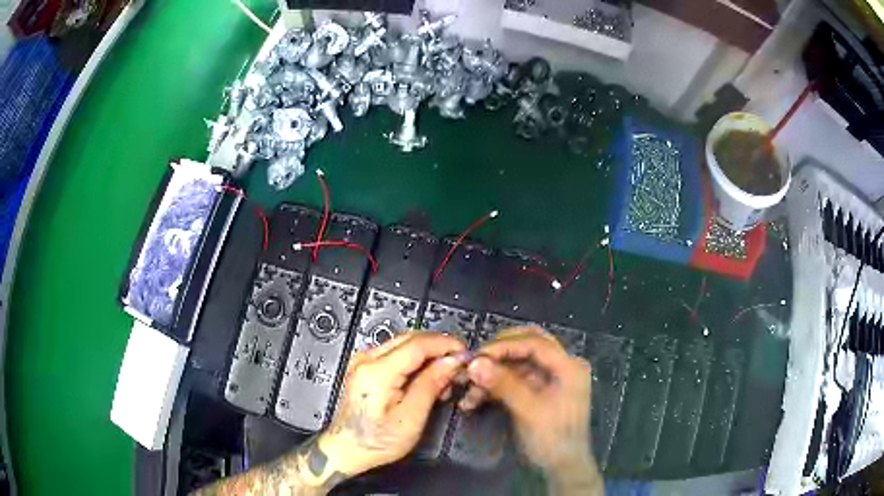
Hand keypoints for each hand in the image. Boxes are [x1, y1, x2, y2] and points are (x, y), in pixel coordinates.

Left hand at [318, 332, 467, 476]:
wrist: (346, 449)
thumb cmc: (374, 441)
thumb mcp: (410, 418)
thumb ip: (430, 385)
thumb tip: (450, 362)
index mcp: (376, 371)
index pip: (418, 343)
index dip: (445, 345)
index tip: (464, 352)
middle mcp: (366, 360)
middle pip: (411, 338)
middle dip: (438, 348)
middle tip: (457, 365)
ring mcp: (363, 362)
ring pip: (404, 344)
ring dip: (427, 355)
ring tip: (442, 378)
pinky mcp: (364, 368)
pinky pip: (395, 353)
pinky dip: (414, 361)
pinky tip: (424, 379)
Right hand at [461, 326, 601, 493]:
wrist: (561, 468)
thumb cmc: (553, 439)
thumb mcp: (529, 411)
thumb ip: (503, 384)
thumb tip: (474, 363)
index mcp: (568, 366)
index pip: (535, 342)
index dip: (503, 346)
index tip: (475, 356)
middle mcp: (561, 366)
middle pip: (526, 346)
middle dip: (497, 355)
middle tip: (472, 364)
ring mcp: (549, 379)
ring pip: (516, 364)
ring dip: (491, 375)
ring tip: (466, 391)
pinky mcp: (537, 391)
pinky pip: (513, 380)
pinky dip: (493, 387)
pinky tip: (473, 400)